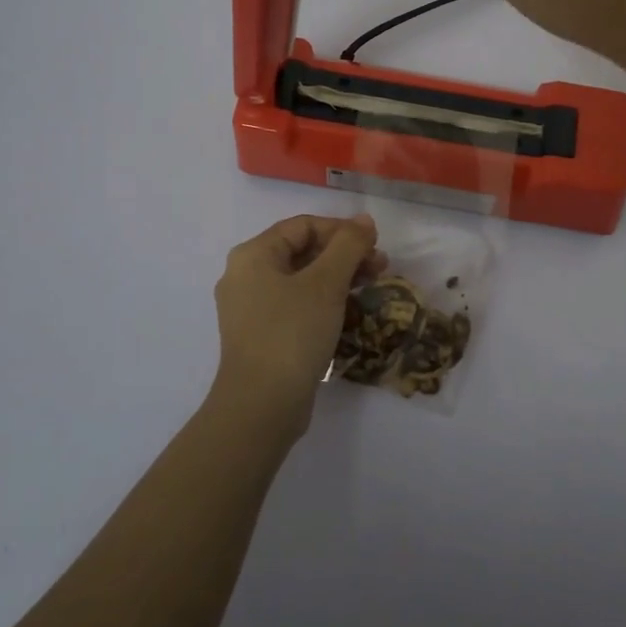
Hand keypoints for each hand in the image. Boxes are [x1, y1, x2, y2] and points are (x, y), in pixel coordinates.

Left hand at [210, 214, 383, 443]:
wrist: (261, 406)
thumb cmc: (292, 333)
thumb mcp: (326, 283)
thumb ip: (348, 246)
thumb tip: (364, 220)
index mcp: (253, 255)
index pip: (303, 226)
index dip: (342, 230)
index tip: (375, 244)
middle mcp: (245, 276)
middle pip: (302, 251)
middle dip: (344, 255)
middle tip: (380, 267)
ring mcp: (251, 309)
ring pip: (301, 280)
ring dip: (338, 279)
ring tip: (371, 289)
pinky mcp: (261, 336)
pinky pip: (296, 306)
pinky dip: (323, 303)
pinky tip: (349, 314)